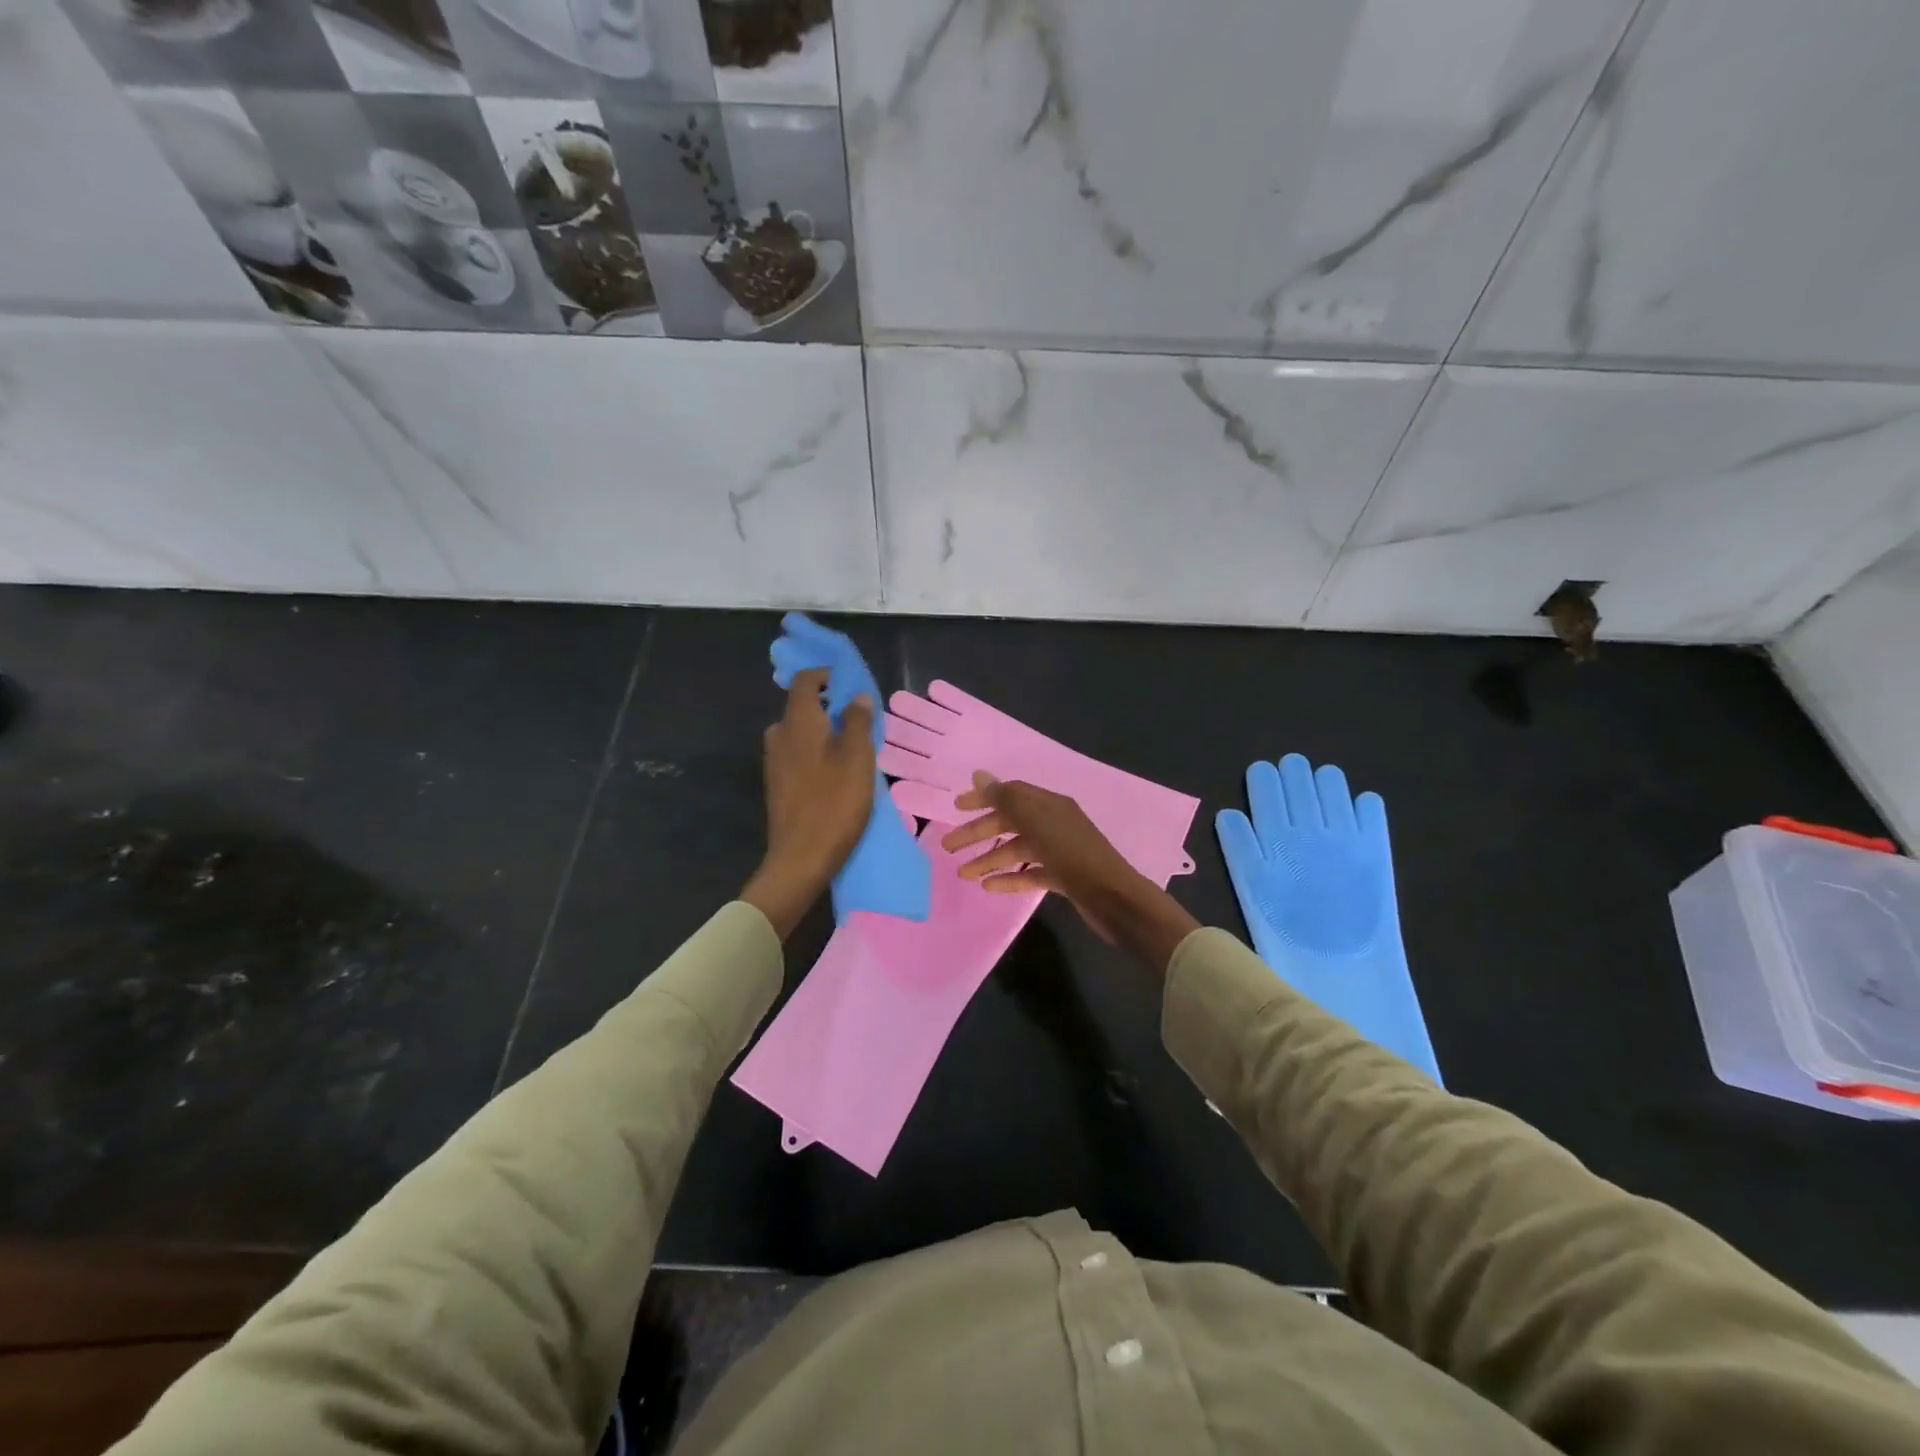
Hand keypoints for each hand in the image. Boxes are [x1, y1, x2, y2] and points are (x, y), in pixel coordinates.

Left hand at [742, 669, 875, 937]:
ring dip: (825, 733)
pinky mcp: (777, 784)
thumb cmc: (834, 804)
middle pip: (803, 707)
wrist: (800, 859)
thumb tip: (858, 697)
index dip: (828, 676)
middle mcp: (779, 735)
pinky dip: (817, 753)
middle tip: (861, 722)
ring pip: (801, 733)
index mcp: (797, 722)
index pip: (806, 680)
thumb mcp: (857, 759)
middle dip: (831, 707)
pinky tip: (837, 774)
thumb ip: (858, 722)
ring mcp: (774, 761)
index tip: (852, 686)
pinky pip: (798, 754)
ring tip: (855, 750)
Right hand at [941, 773, 1198, 970]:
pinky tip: (989, 887)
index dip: (983, 798)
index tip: (955, 808)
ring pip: (1017, 850)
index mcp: (1050, 805)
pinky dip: (1009, 878)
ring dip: (989, 859)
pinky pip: (1030, 873)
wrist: (1114, 898)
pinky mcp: (1063, 877)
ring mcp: (1060, 851)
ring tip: (963, 874)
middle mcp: (1054, 823)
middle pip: (1010, 822)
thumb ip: (1006, 798)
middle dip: (978, 833)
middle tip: (948, 846)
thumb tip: (979, 774)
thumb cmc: (1073, 854)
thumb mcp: (1037, 821)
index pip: (1010, 793)